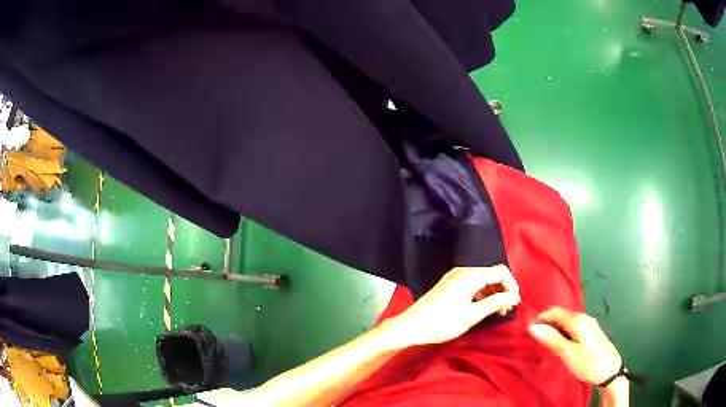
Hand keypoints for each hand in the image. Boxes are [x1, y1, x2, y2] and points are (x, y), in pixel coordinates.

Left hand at [388, 266, 520, 346]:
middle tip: (505, 311)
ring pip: (482, 280)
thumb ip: (496, 302)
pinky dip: (480, 294)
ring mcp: (454, 276)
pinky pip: (471, 284)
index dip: (512, 286)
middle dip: (502, 290)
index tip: (513, 304)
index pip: (501, 271)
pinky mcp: (448, 284)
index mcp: (471, 275)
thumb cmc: (442, 322)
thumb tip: (516, 296)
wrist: (410, 326)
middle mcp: (463, 271)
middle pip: (492, 274)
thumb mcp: (472, 315)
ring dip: (492, 293)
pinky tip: (481, 308)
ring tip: (495, 312)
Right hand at [528, 307, 621, 385]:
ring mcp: (589, 324)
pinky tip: (561, 344)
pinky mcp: (591, 332)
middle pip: (561, 315)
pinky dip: (563, 332)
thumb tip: (532, 326)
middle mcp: (583, 317)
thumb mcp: (568, 353)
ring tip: (545, 342)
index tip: (527, 329)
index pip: (554, 312)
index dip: (540, 317)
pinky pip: (573, 327)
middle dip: (547, 323)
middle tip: (534, 338)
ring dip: (555, 328)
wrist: (610, 370)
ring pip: (567, 321)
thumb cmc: (588, 362)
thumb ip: (551, 339)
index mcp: (577, 320)